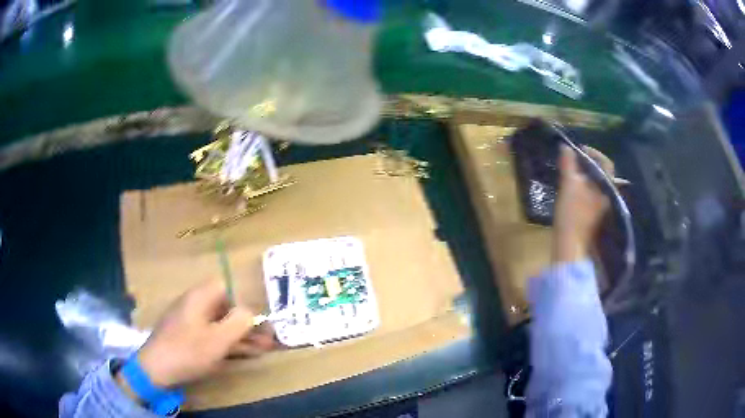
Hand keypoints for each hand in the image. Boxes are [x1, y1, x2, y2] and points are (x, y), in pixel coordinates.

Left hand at [127, 280, 275, 388]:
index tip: (258, 322)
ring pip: (220, 325)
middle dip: (248, 324)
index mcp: (199, 298)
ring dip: (242, 337)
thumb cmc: (188, 350)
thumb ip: (239, 322)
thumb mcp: (218, 338)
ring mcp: (190, 323)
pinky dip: (228, 343)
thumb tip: (251, 312)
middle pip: (225, 309)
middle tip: (269, 340)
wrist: (156, 369)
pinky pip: (212, 336)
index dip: (244, 303)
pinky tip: (244, 354)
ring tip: (264, 349)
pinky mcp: (188, 338)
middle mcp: (195, 306)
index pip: (226, 289)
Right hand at [553, 145, 612, 262]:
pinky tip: (570, 187)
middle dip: (587, 163)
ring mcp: (600, 205)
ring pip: (594, 182)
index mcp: (606, 186)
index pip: (605, 162)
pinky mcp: (592, 213)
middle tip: (572, 160)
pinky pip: (590, 192)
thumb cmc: (572, 212)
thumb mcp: (569, 184)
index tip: (578, 150)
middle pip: (600, 172)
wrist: (570, 244)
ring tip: (569, 171)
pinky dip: (582, 185)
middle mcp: (607, 194)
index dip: (593, 152)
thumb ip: (568, 163)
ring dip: (583, 174)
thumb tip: (565, 146)